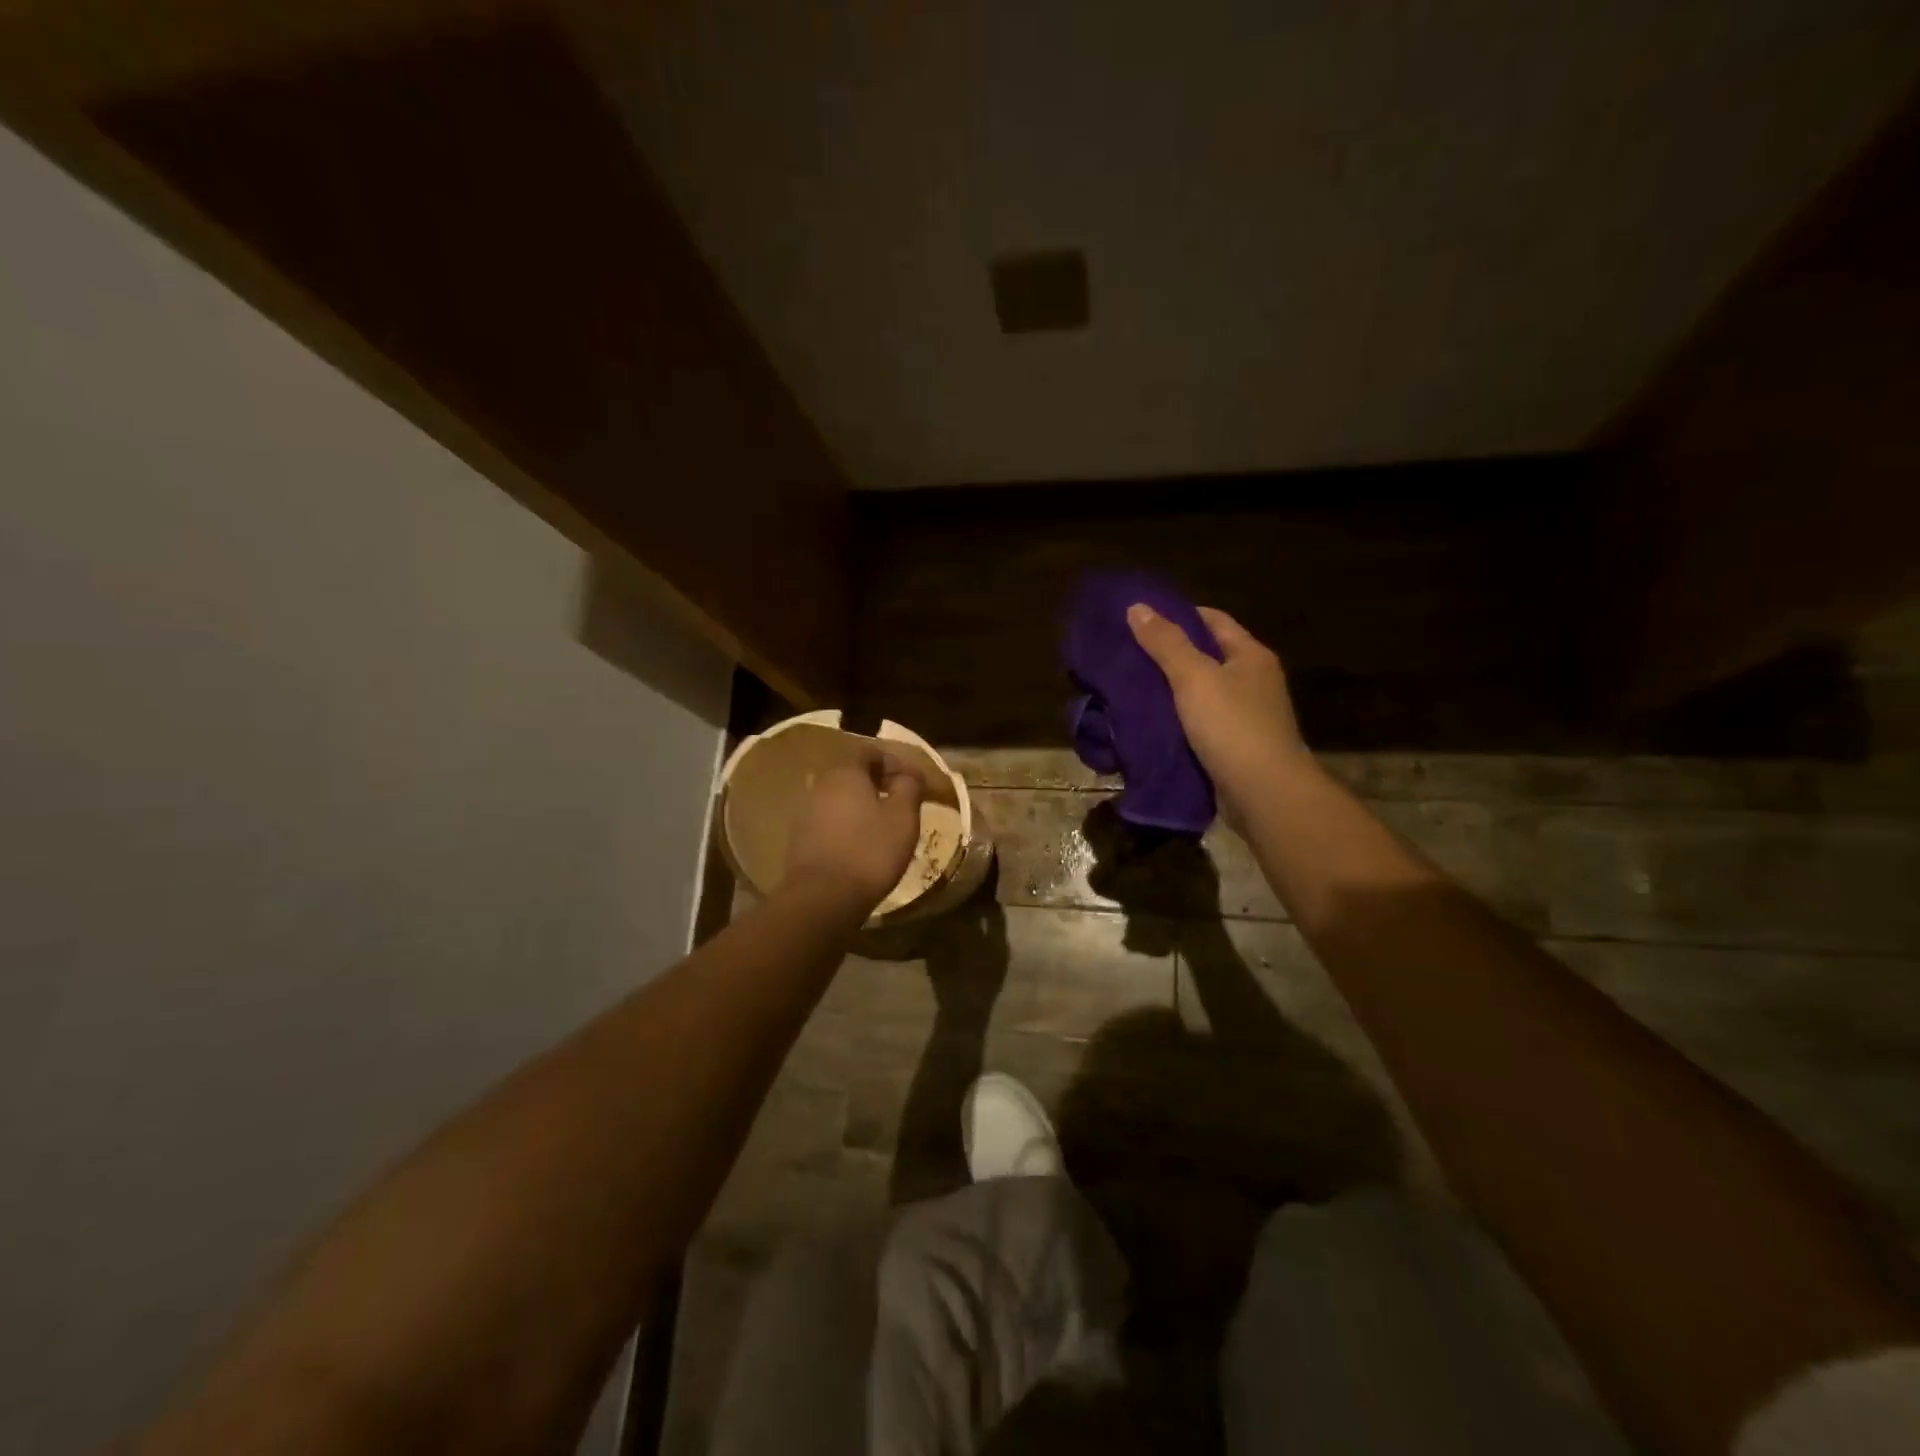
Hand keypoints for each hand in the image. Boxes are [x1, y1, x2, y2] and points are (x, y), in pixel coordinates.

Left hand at [783, 750, 926, 909]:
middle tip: (901, 803)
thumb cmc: (870, 850)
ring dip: (862, 807)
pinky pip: (829, 823)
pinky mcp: (800, 840)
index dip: (894, 762)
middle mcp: (820, 786)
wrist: (823, 898)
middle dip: (878, 784)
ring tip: (884, 828)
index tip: (913, 782)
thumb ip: (909, 786)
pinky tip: (862, 847)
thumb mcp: (903, 816)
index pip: (869, 752)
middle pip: (852, 775)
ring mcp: (805, 813)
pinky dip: (848, 827)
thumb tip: (910, 773)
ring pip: (840, 800)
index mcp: (845, 773)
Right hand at [1127, 603, 1308, 819]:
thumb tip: (1137, 607)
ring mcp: (1244, 717)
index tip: (1140, 619)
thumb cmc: (1232, 726)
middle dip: (1166, 654)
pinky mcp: (1231, 747)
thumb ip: (1165, 643)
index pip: (1213, 620)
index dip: (1177, 615)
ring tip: (1126, 687)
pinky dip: (1173, 721)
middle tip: (1125, 653)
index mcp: (1250, 656)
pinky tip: (1145, 722)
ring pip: (1198, 693)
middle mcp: (1252, 681)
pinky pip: (1197, 725)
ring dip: (1167, 691)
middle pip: (1205, 656)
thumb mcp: (1194, 677)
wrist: (1263, 794)